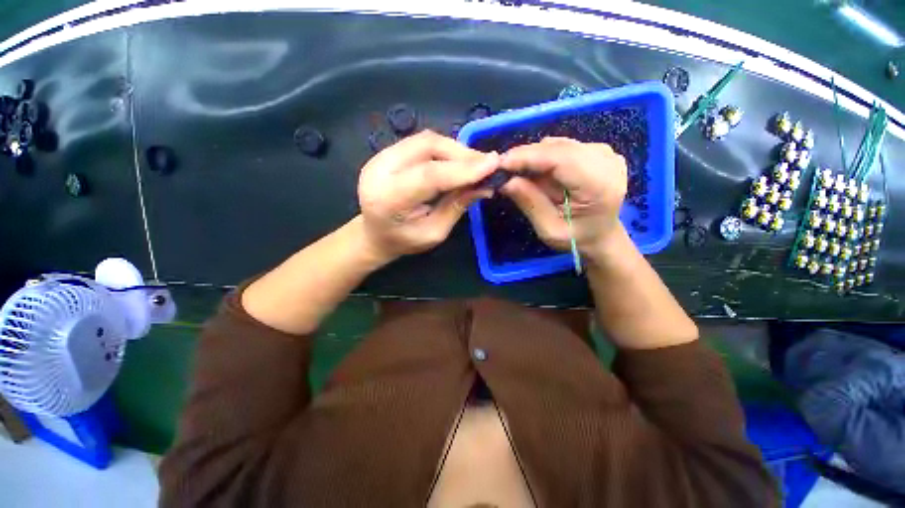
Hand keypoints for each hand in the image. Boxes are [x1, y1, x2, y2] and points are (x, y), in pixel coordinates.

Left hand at [358, 131, 499, 261]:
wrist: (374, 233)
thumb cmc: (404, 240)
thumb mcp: (434, 232)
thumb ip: (457, 207)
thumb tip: (485, 186)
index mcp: (389, 199)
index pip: (430, 175)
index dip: (463, 168)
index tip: (493, 164)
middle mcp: (380, 170)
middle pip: (427, 146)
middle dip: (462, 153)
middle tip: (486, 164)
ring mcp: (380, 156)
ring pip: (425, 139)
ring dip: (455, 149)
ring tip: (474, 163)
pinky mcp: (386, 151)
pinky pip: (421, 142)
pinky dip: (444, 149)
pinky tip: (456, 160)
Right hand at [499, 137, 626, 259]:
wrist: (600, 235)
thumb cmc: (576, 239)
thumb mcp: (548, 229)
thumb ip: (530, 203)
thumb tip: (505, 181)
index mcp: (600, 186)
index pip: (561, 159)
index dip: (528, 157)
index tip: (500, 163)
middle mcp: (607, 162)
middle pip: (559, 147)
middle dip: (527, 156)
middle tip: (503, 169)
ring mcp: (605, 153)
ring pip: (558, 144)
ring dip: (534, 156)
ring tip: (519, 173)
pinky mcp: (598, 150)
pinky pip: (563, 146)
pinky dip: (544, 156)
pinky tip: (537, 171)